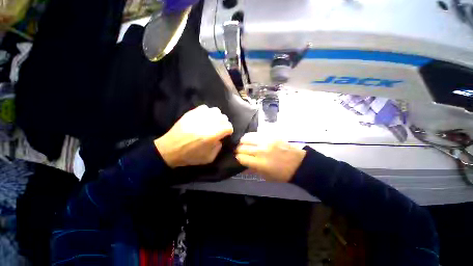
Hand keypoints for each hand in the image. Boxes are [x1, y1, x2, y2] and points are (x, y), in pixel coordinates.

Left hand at [154, 105, 233, 167]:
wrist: (170, 149)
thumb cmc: (190, 156)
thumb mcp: (209, 158)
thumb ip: (219, 148)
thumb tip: (220, 139)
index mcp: (211, 136)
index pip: (228, 127)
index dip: (229, 131)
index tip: (226, 134)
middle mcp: (206, 124)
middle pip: (223, 118)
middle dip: (224, 124)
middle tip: (220, 129)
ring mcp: (198, 117)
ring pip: (216, 111)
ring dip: (217, 117)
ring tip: (213, 122)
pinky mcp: (191, 113)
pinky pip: (205, 108)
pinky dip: (208, 112)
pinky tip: (205, 118)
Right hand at [235, 132, 305, 181]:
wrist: (298, 163)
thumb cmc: (282, 173)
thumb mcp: (266, 176)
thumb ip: (252, 170)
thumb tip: (241, 166)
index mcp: (260, 163)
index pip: (241, 157)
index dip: (237, 158)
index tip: (238, 158)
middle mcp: (261, 151)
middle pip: (242, 147)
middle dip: (238, 150)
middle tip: (239, 151)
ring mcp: (266, 141)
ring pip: (246, 138)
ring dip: (242, 142)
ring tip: (243, 144)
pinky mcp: (270, 136)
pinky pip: (255, 134)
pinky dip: (250, 137)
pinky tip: (250, 139)